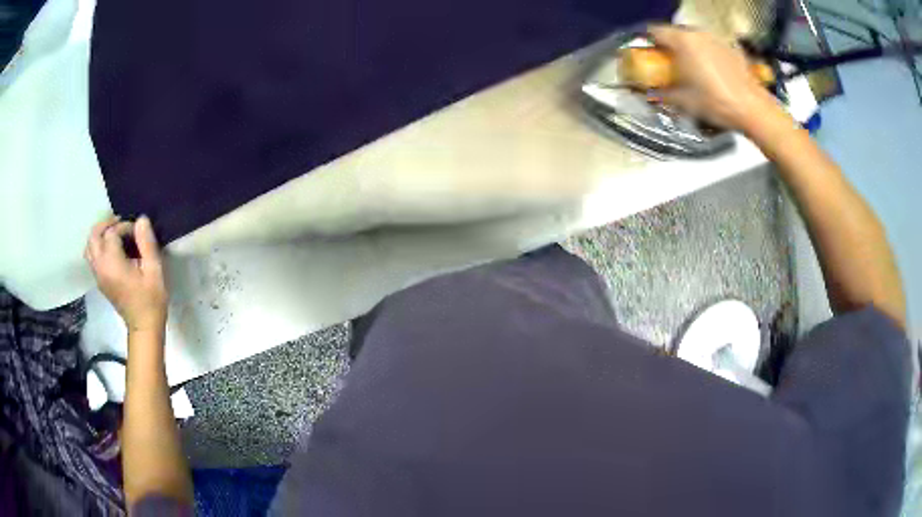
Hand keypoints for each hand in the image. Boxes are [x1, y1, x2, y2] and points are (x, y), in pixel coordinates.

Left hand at [85, 215, 167, 334]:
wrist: (144, 326)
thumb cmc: (151, 299)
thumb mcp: (154, 269)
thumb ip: (146, 242)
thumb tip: (141, 219)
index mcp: (112, 263)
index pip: (111, 232)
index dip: (125, 226)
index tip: (138, 232)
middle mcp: (100, 267)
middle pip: (94, 235)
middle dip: (106, 224)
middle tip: (121, 224)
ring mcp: (98, 275)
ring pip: (89, 246)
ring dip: (100, 235)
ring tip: (114, 234)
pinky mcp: (99, 281)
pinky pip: (91, 257)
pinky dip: (98, 246)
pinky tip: (112, 249)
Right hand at [648, 25, 784, 131]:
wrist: (753, 109)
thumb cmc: (716, 102)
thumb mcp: (685, 101)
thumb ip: (663, 94)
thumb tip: (650, 94)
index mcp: (683, 41)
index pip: (655, 31)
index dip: (647, 41)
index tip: (646, 54)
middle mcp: (698, 33)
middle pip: (676, 33)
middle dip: (669, 46)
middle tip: (667, 64)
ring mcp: (717, 39)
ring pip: (694, 39)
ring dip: (688, 50)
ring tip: (690, 69)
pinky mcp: (731, 49)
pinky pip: (711, 47)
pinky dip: (706, 55)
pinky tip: (710, 72)